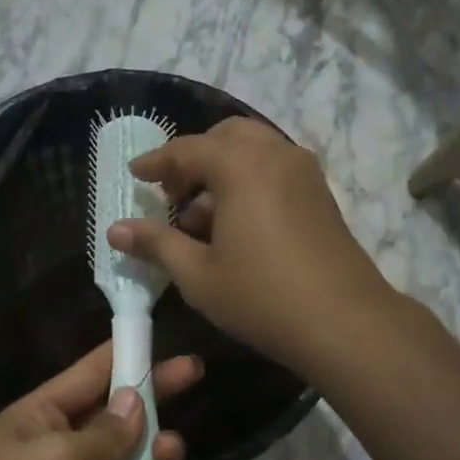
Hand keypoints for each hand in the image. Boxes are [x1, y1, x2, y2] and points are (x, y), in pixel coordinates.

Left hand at [0, 342, 202, 459]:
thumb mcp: (56, 458)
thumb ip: (104, 432)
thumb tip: (135, 401)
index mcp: (42, 417)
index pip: (91, 373)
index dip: (128, 355)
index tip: (166, 339)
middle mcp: (64, 449)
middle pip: (120, 415)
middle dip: (154, 398)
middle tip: (194, 375)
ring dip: (157, 458)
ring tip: (167, 456)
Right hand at [104, 118, 393, 377]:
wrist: (344, 321)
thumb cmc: (261, 296)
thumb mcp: (197, 274)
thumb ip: (155, 244)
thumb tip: (115, 229)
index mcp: (240, 165)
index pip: (186, 149)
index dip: (156, 162)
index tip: (135, 174)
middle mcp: (274, 154)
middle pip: (225, 138)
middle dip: (194, 159)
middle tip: (172, 194)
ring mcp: (304, 172)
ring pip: (254, 151)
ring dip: (222, 171)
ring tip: (200, 218)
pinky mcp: (321, 194)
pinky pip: (275, 170)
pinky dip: (249, 181)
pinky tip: (236, 226)